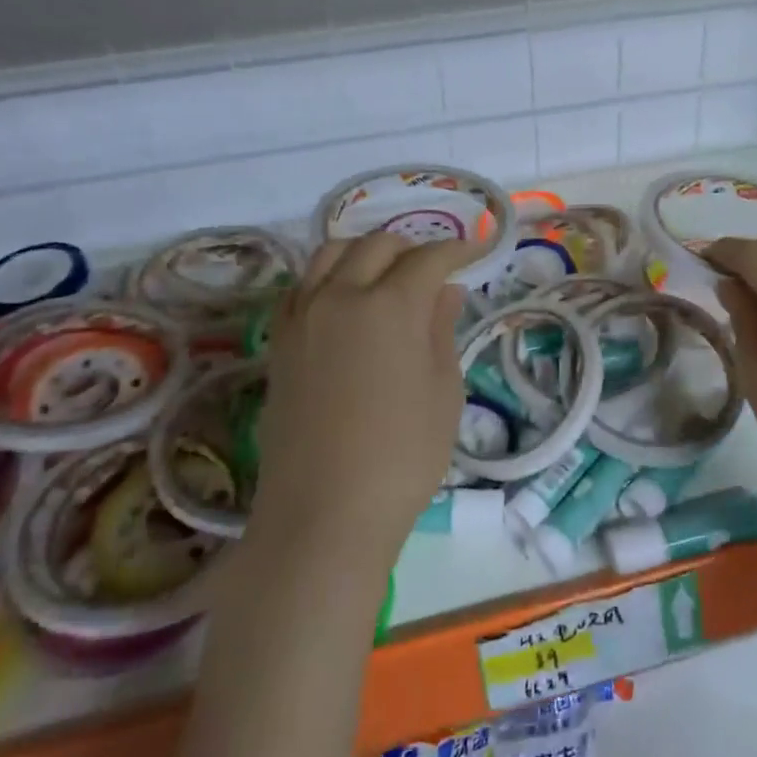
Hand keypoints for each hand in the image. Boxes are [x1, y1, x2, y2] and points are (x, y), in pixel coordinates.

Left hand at [251, 234, 469, 564]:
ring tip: (387, 275)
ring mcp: (303, 317)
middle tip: (435, 270)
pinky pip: (302, 286)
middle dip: (412, 247)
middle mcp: (341, 296)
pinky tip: (344, 300)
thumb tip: (445, 290)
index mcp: (390, 305)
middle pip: (376, 245)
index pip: (428, 258)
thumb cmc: (403, 454)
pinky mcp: (280, 342)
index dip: (457, 249)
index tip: (476, 250)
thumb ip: (441, 329)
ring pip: (330, 254)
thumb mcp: (443, 390)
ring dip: (365, 253)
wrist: (325, 511)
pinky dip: (328, 277)